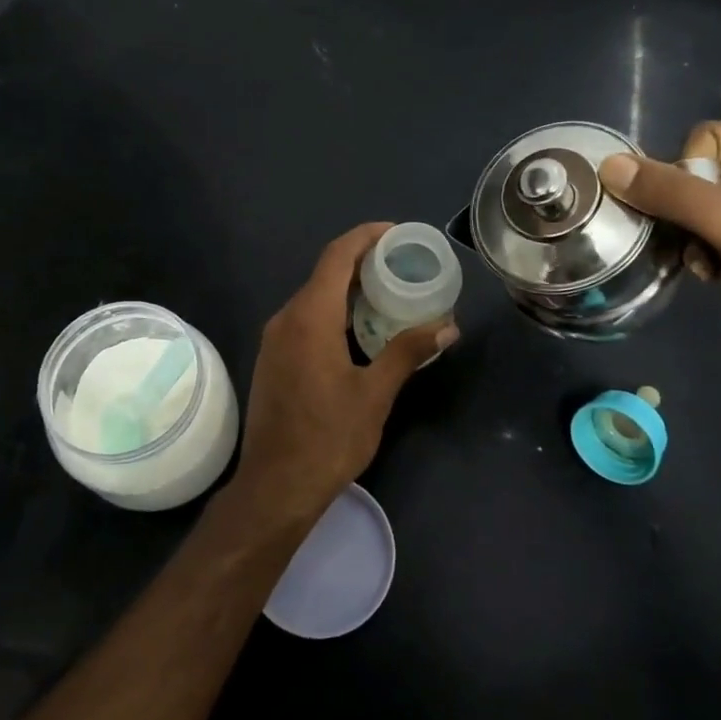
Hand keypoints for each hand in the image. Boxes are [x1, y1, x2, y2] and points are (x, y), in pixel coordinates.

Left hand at [231, 224, 456, 524]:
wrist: (275, 486)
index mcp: (309, 318)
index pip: (337, 256)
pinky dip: (334, 312)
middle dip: (363, 263)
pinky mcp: (273, 360)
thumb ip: (407, 353)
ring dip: (348, 290)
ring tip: (390, 294)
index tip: (397, 233)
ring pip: (314, 298)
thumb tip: (447, 327)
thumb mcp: (375, 394)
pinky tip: (360, 329)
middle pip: (324, 274)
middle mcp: (286, 319)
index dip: (366, 236)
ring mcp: (275, 340)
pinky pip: (305, 319)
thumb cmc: (328, 438)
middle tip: (404, 265)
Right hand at [600, 123, 720, 388]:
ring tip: (706, 264)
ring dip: (688, 236)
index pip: (705, 140)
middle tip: (696, 245)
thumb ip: (675, 195)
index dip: (686, 176)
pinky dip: (699, 250)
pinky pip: (704, 228)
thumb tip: (610, 166)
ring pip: (694, 204)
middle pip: (696, 172)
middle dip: (684, 211)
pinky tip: (712, 273)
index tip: (698, 218)